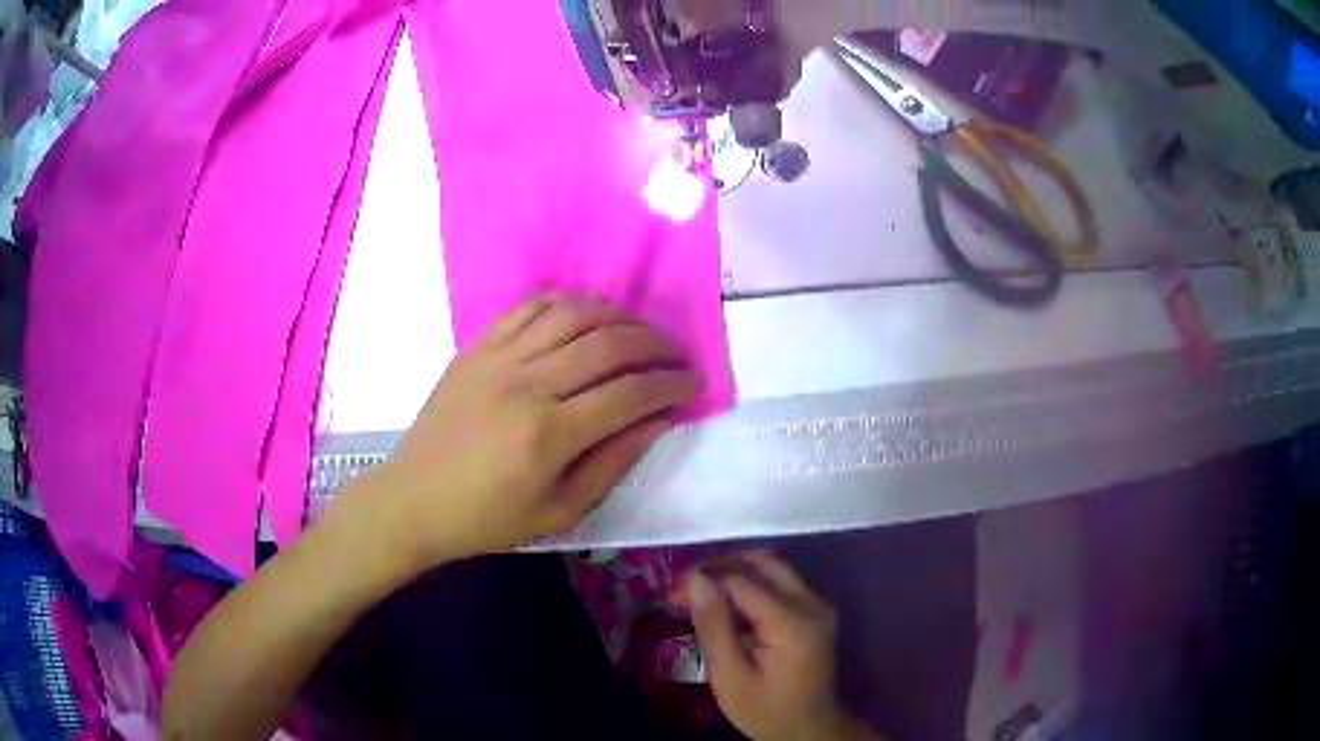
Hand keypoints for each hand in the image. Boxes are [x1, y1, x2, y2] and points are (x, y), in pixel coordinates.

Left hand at [368, 295, 695, 567]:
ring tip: (638, 332)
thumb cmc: (488, 518)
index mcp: (549, 434)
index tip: (692, 384)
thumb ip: (613, 462)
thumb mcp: (560, 511)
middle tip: (675, 354)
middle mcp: (527, 383)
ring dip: (618, 316)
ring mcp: (499, 357)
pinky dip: (567, 303)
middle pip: (608, 343)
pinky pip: (530, 307)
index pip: (629, 393)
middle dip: (655, 343)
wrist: (415, 499)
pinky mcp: (478, 345)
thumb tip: (657, 421)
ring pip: (574, 314)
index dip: (670, 384)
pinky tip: (586, 315)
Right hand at [680, 551, 863, 740]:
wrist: (809, 730)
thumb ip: (714, 625)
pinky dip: (751, 586)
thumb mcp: (730, 676)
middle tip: (686, 586)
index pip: (742, 580)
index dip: (704, 579)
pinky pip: (781, 584)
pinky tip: (727, 605)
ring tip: (701, 593)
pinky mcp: (816, 612)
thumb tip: (694, 578)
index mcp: (792, 622)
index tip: (671, 593)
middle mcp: (811, 604)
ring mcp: (818, 605)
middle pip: (763, 562)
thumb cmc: (765, 710)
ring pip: (773, 568)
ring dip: (735, 573)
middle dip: (720, 566)